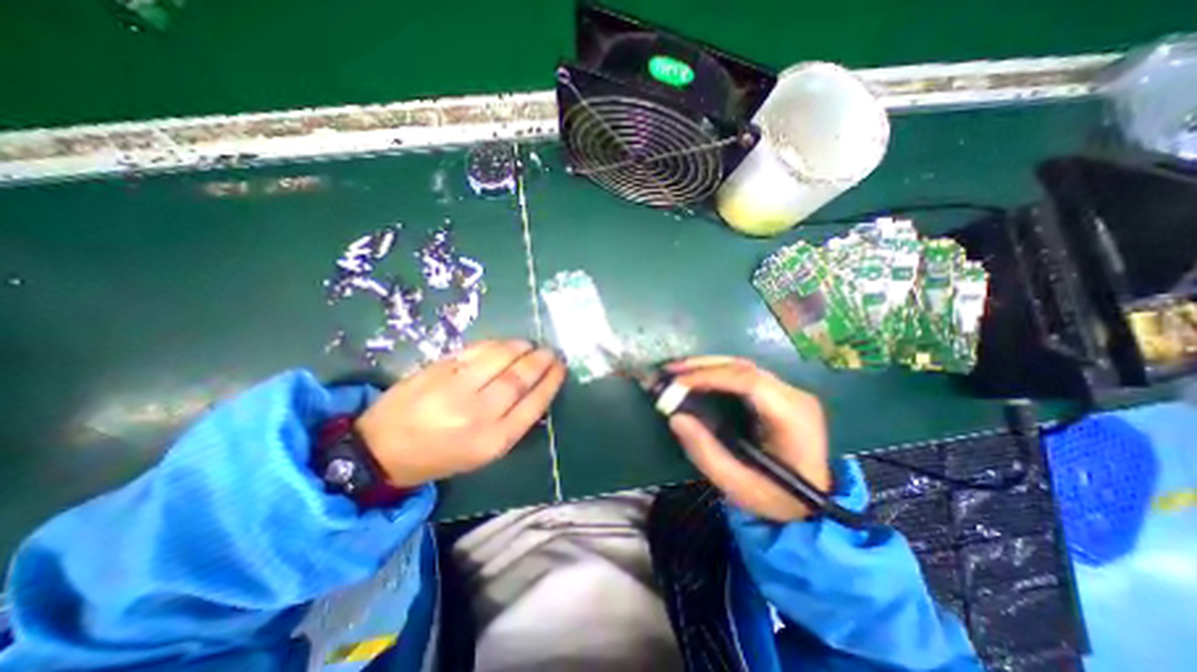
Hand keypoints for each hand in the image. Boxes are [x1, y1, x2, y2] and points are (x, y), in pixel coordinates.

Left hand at [354, 342, 565, 487]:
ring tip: (529, 345)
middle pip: (519, 378)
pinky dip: (495, 344)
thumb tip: (534, 389)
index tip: (560, 368)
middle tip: (549, 351)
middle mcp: (478, 414)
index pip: (534, 403)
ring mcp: (455, 389)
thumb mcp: (483, 453)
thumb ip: (511, 422)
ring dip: (520, 348)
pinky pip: (475, 351)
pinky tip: (504, 344)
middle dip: (539, 361)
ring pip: (499, 359)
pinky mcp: (437, 370)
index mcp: (493, 440)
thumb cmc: (440, 456)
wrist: (381, 450)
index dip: (550, 381)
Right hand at [663, 356, 833, 524]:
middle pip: (744, 367)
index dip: (709, 377)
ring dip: (706, 366)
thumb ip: (705, 452)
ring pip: (742, 367)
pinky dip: (716, 373)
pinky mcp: (779, 393)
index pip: (748, 382)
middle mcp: (794, 395)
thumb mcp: (738, 486)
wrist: (816, 504)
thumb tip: (676, 418)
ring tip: (676, 372)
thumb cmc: (778, 499)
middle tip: (668, 371)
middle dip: (702, 366)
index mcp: (791, 417)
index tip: (677, 384)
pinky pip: (743, 375)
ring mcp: (789, 391)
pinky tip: (696, 378)